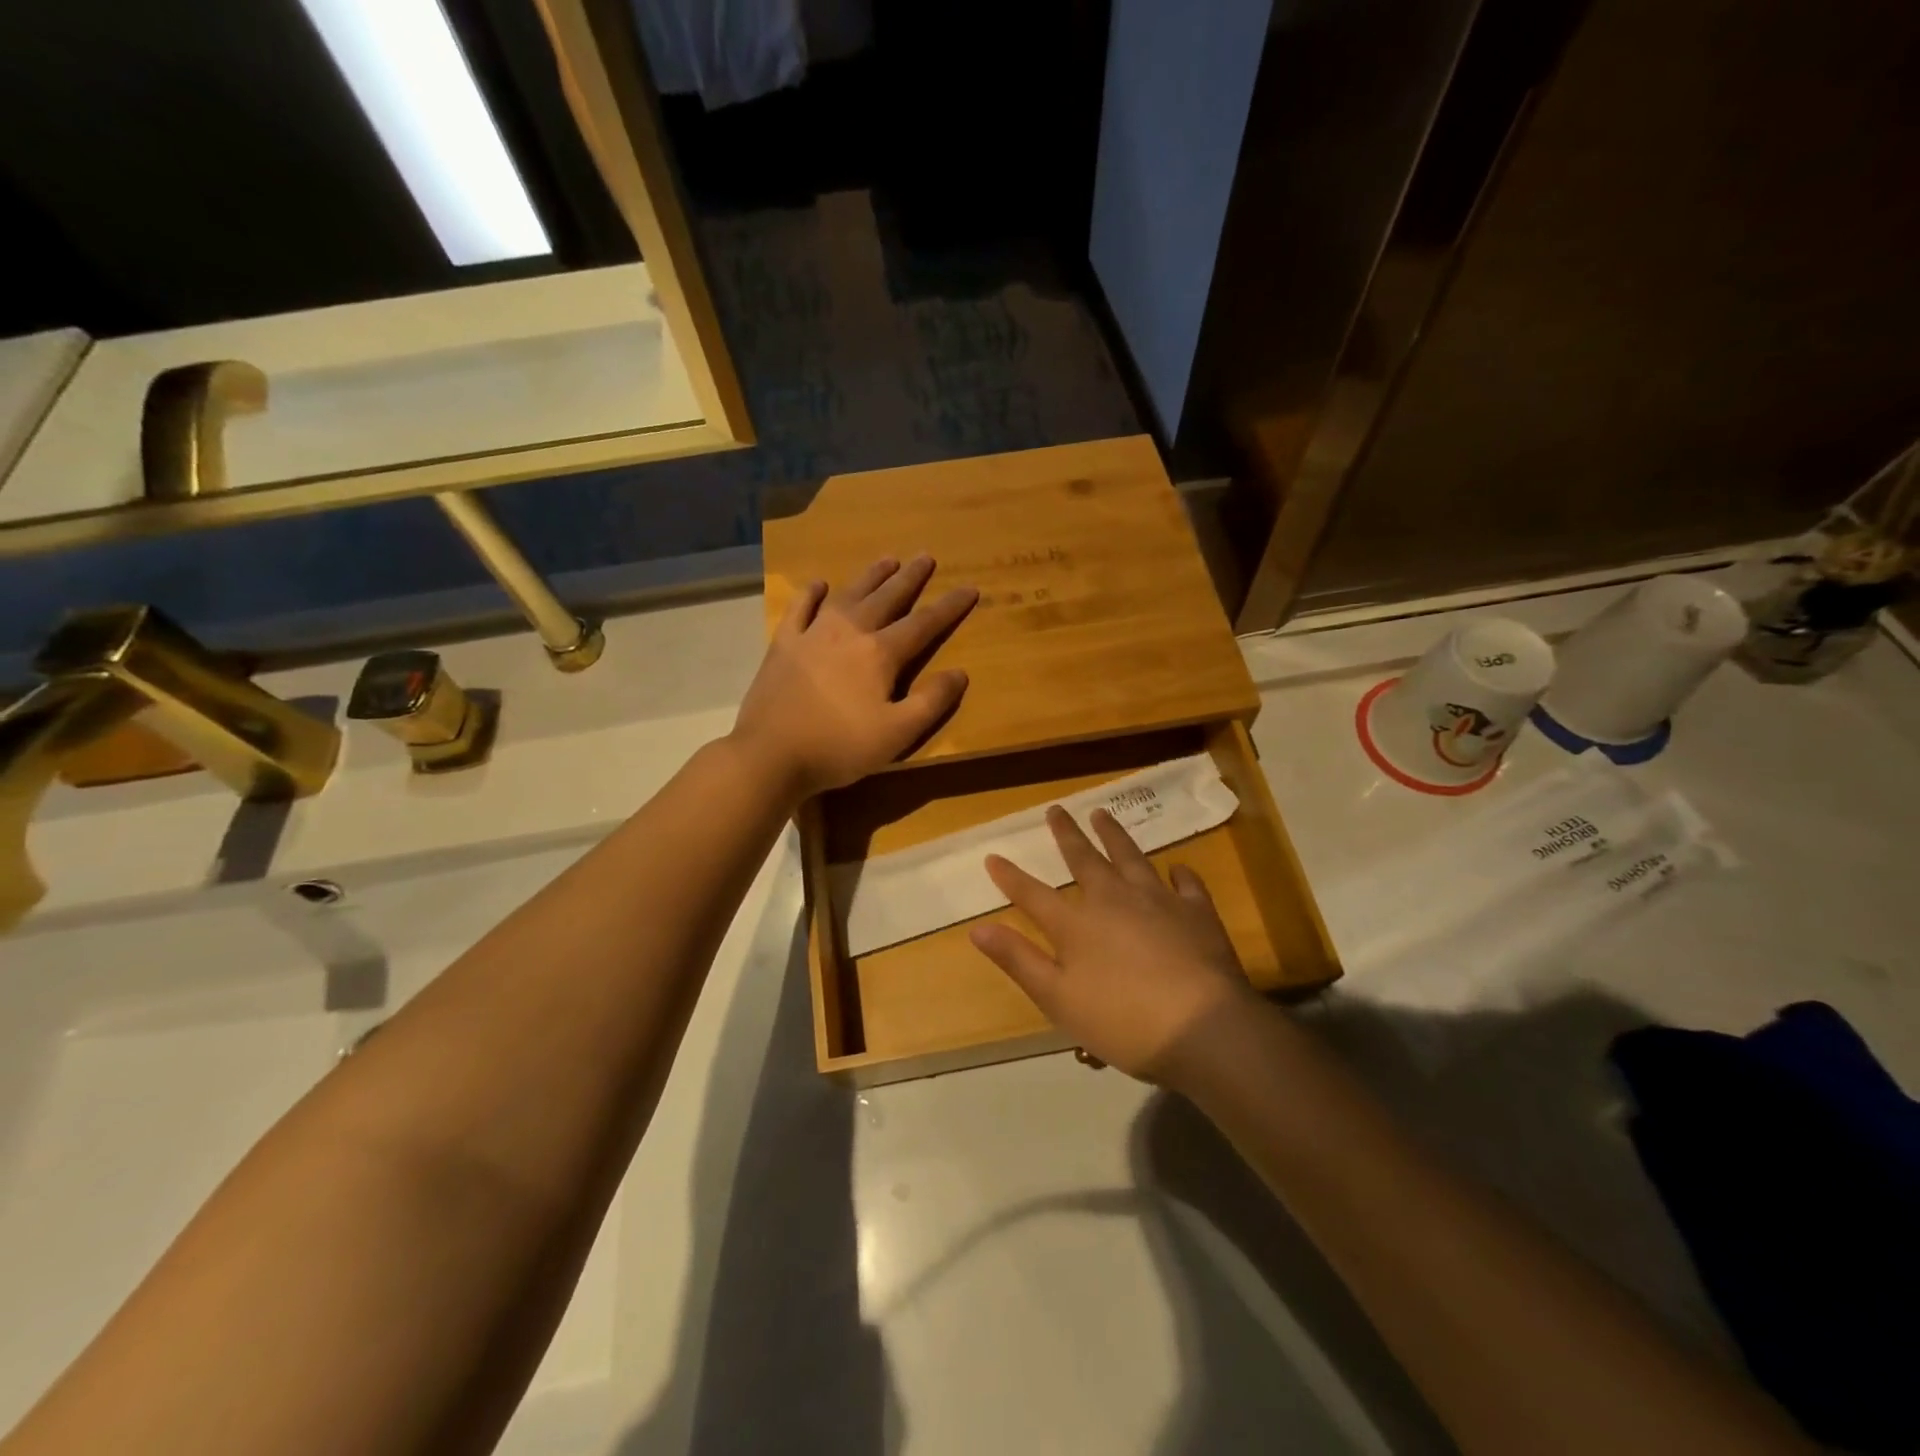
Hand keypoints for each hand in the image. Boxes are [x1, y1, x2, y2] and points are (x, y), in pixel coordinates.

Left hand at [732, 556, 977, 799]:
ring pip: (848, 594)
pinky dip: (811, 594)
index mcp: (880, 653)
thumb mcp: (897, 734)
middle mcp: (849, 632)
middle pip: (887, 598)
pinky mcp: (783, 644)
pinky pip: (800, 608)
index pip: (924, 623)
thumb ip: (931, 702)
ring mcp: (812, 634)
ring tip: (887, 560)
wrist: (770, 754)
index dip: (949, 607)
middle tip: (925, 557)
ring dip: (870, 576)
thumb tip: (959, 673)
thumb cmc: (839, 747)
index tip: (969, 588)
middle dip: (910, 578)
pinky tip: (819, 584)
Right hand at [970, 807, 1257, 1082]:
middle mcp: (1114, 900)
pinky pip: (1186, 884)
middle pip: (1084, 860)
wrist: (1202, 1027)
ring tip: (1102, 814)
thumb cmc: (1122, 1021)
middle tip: (1056, 810)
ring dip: (1114, 835)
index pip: (1034, 894)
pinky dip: (1179, 874)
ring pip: (1130, 857)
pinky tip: (1177, 869)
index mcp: (1077, 924)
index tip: (993, 857)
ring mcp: (1158, 901)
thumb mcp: (1058, 999)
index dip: (1011, 877)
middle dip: (1066, 835)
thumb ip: (1018, 960)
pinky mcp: (1196, 912)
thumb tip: (978, 928)